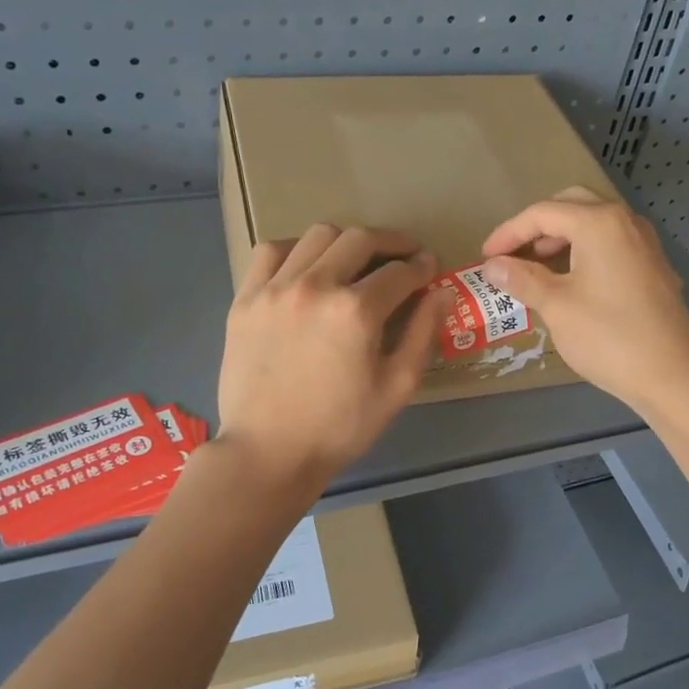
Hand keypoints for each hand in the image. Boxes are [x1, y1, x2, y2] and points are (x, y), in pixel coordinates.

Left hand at [218, 224, 445, 486]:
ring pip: (317, 236)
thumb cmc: (340, 427)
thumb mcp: (397, 386)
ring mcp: (274, 289)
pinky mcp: (245, 299)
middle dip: (390, 243)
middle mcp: (315, 286)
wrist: (268, 452)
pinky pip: (271, 252)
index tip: (429, 267)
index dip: (421, 267)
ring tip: (355, 260)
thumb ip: (424, 333)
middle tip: (403, 256)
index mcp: (356, 311)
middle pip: (360, 239)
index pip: (399, 272)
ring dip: (346, 242)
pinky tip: (307, 268)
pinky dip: (296, 250)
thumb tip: (443, 291)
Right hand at [480, 188, 688, 412]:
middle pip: (572, 205)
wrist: (672, 374)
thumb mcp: (556, 306)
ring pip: (595, 223)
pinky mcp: (653, 267)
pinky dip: (585, 251)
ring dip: (562, 238)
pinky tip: (571, 282)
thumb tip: (493, 266)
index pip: (543, 213)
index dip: (508, 233)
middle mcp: (625, 221)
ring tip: (536, 268)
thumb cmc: (608, 336)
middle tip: (514, 253)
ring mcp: (644, 243)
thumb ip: (521, 278)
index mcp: (599, 223)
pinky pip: (611, 244)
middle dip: (538, 226)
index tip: (485, 257)